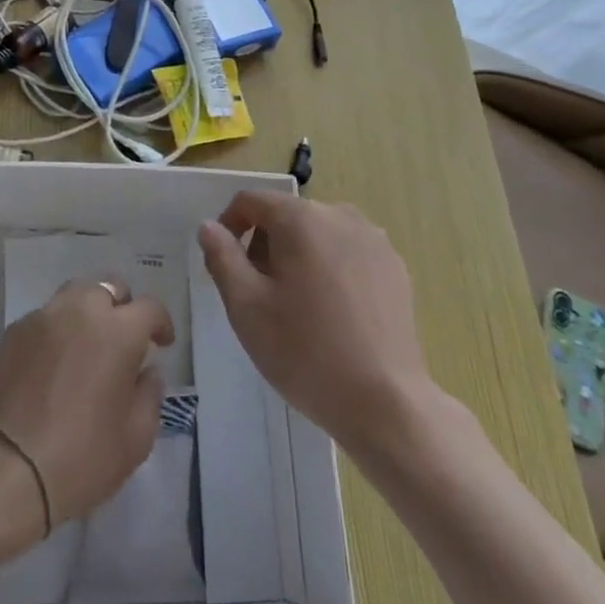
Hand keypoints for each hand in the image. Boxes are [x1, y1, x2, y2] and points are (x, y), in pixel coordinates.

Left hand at [0, 282, 173, 526]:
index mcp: (119, 331)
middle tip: (123, 339)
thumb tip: (147, 371)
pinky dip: (57, 329)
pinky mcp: (15, 331)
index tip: (161, 343)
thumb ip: (150, 395)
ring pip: (75, 295)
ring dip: (88, 311)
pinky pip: (45, 317)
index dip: (160, 323)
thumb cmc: (83, 457)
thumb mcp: (137, 438)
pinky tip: (54, 360)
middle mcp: (82, 310)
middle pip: (109, 288)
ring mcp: (45, 317)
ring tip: (87, 342)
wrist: (9, 470)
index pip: (150, 308)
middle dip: (122, 308)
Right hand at [198, 190, 431, 451]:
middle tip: (260, 296)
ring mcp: (374, 239)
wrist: (385, 403)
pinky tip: (334, 315)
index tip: (225, 264)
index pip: (251, 200)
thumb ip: (222, 258)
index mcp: (301, 218)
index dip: (229, 225)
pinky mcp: (395, 266)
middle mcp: (340, 214)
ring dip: (298, 257)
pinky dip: (331, 269)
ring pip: (319, 234)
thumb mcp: (246, 307)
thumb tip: (210, 227)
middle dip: (265, 246)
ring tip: (297, 308)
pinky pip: (348, 253)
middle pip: (287, 216)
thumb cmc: (305, 352)